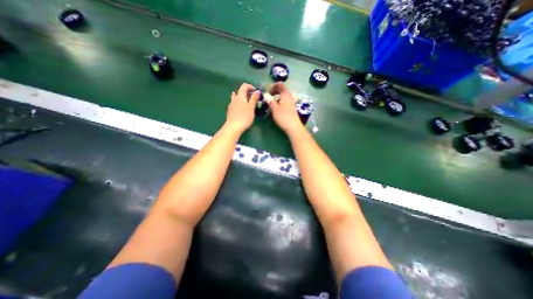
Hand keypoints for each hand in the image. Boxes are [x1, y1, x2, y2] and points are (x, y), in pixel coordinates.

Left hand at [224, 81, 260, 132]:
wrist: (233, 127)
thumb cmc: (244, 117)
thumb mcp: (251, 107)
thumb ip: (254, 98)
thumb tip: (257, 91)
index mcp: (240, 96)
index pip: (244, 86)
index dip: (251, 87)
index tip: (256, 93)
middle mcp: (234, 98)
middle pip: (240, 91)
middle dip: (248, 93)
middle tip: (254, 99)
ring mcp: (231, 104)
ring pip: (237, 98)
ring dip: (243, 98)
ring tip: (248, 103)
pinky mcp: (230, 111)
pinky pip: (235, 103)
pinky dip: (239, 103)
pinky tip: (241, 107)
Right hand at [266, 81, 303, 132]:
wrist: (293, 127)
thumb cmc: (283, 117)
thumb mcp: (274, 109)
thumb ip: (270, 101)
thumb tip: (265, 95)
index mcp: (286, 94)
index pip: (280, 84)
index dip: (273, 86)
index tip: (267, 93)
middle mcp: (289, 96)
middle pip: (281, 90)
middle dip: (273, 92)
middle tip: (268, 98)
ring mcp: (291, 102)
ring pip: (282, 96)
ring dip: (276, 98)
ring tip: (270, 105)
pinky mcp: (291, 108)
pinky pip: (284, 101)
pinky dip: (279, 102)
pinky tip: (276, 109)